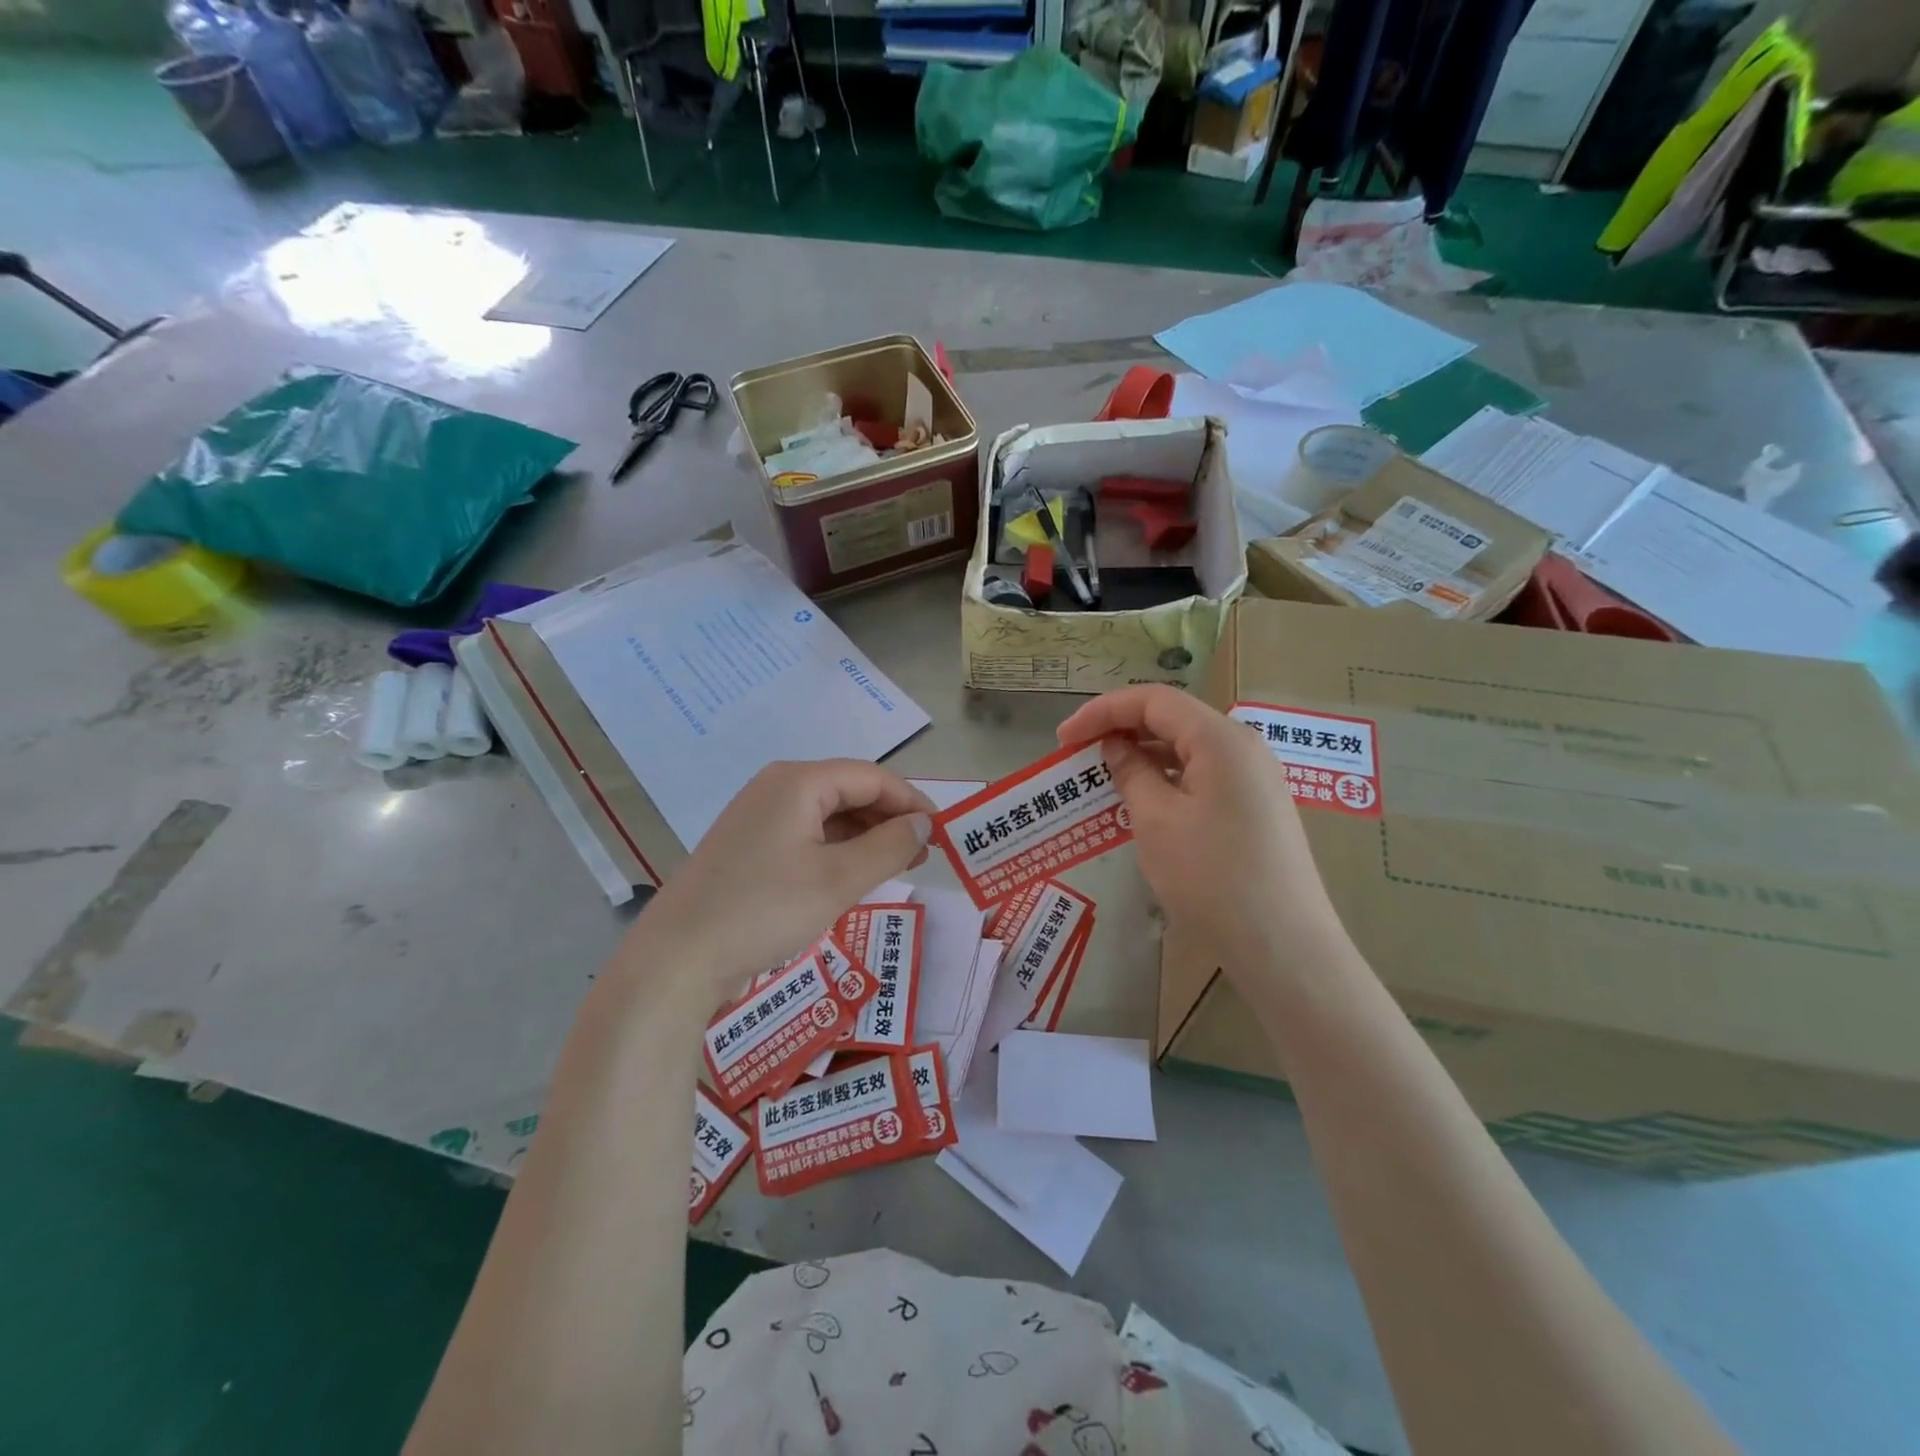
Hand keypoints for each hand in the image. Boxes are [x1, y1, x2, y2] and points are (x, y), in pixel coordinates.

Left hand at [631, 761, 934, 1000]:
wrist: (677, 958)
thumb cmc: (764, 910)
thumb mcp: (838, 879)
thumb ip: (890, 846)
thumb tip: (924, 825)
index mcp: (798, 782)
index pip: (872, 777)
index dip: (912, 801)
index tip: (943, 833)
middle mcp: (777, 787)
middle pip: (849, 791)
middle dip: (890, 819)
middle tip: (924, 855)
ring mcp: (758, 817)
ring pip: (828, 815)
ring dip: (866, 837)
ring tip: (898, 867)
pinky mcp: (749, 847)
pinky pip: (806, 835)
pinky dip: (837, 850)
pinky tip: (853, 876)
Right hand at [1057, 686, 1346, 978]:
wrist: (1285, 947)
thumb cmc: (1213, 879)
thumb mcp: (1157, 821)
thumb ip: (1131, 773)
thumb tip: (1114, 748)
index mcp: (1221, 739)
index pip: (1153, 701)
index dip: (1102, 711)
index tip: (1062, 738)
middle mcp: (1243, 747)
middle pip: (1172, 719)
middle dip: (1120, 730)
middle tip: (1078, 757)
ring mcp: (1255, 778)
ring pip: (1187, 749)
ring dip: (1142, 757)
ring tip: (1102, 780)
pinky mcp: (1256, 807)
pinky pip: (1203, 777)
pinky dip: (1167, 780)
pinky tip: (1142, 803)